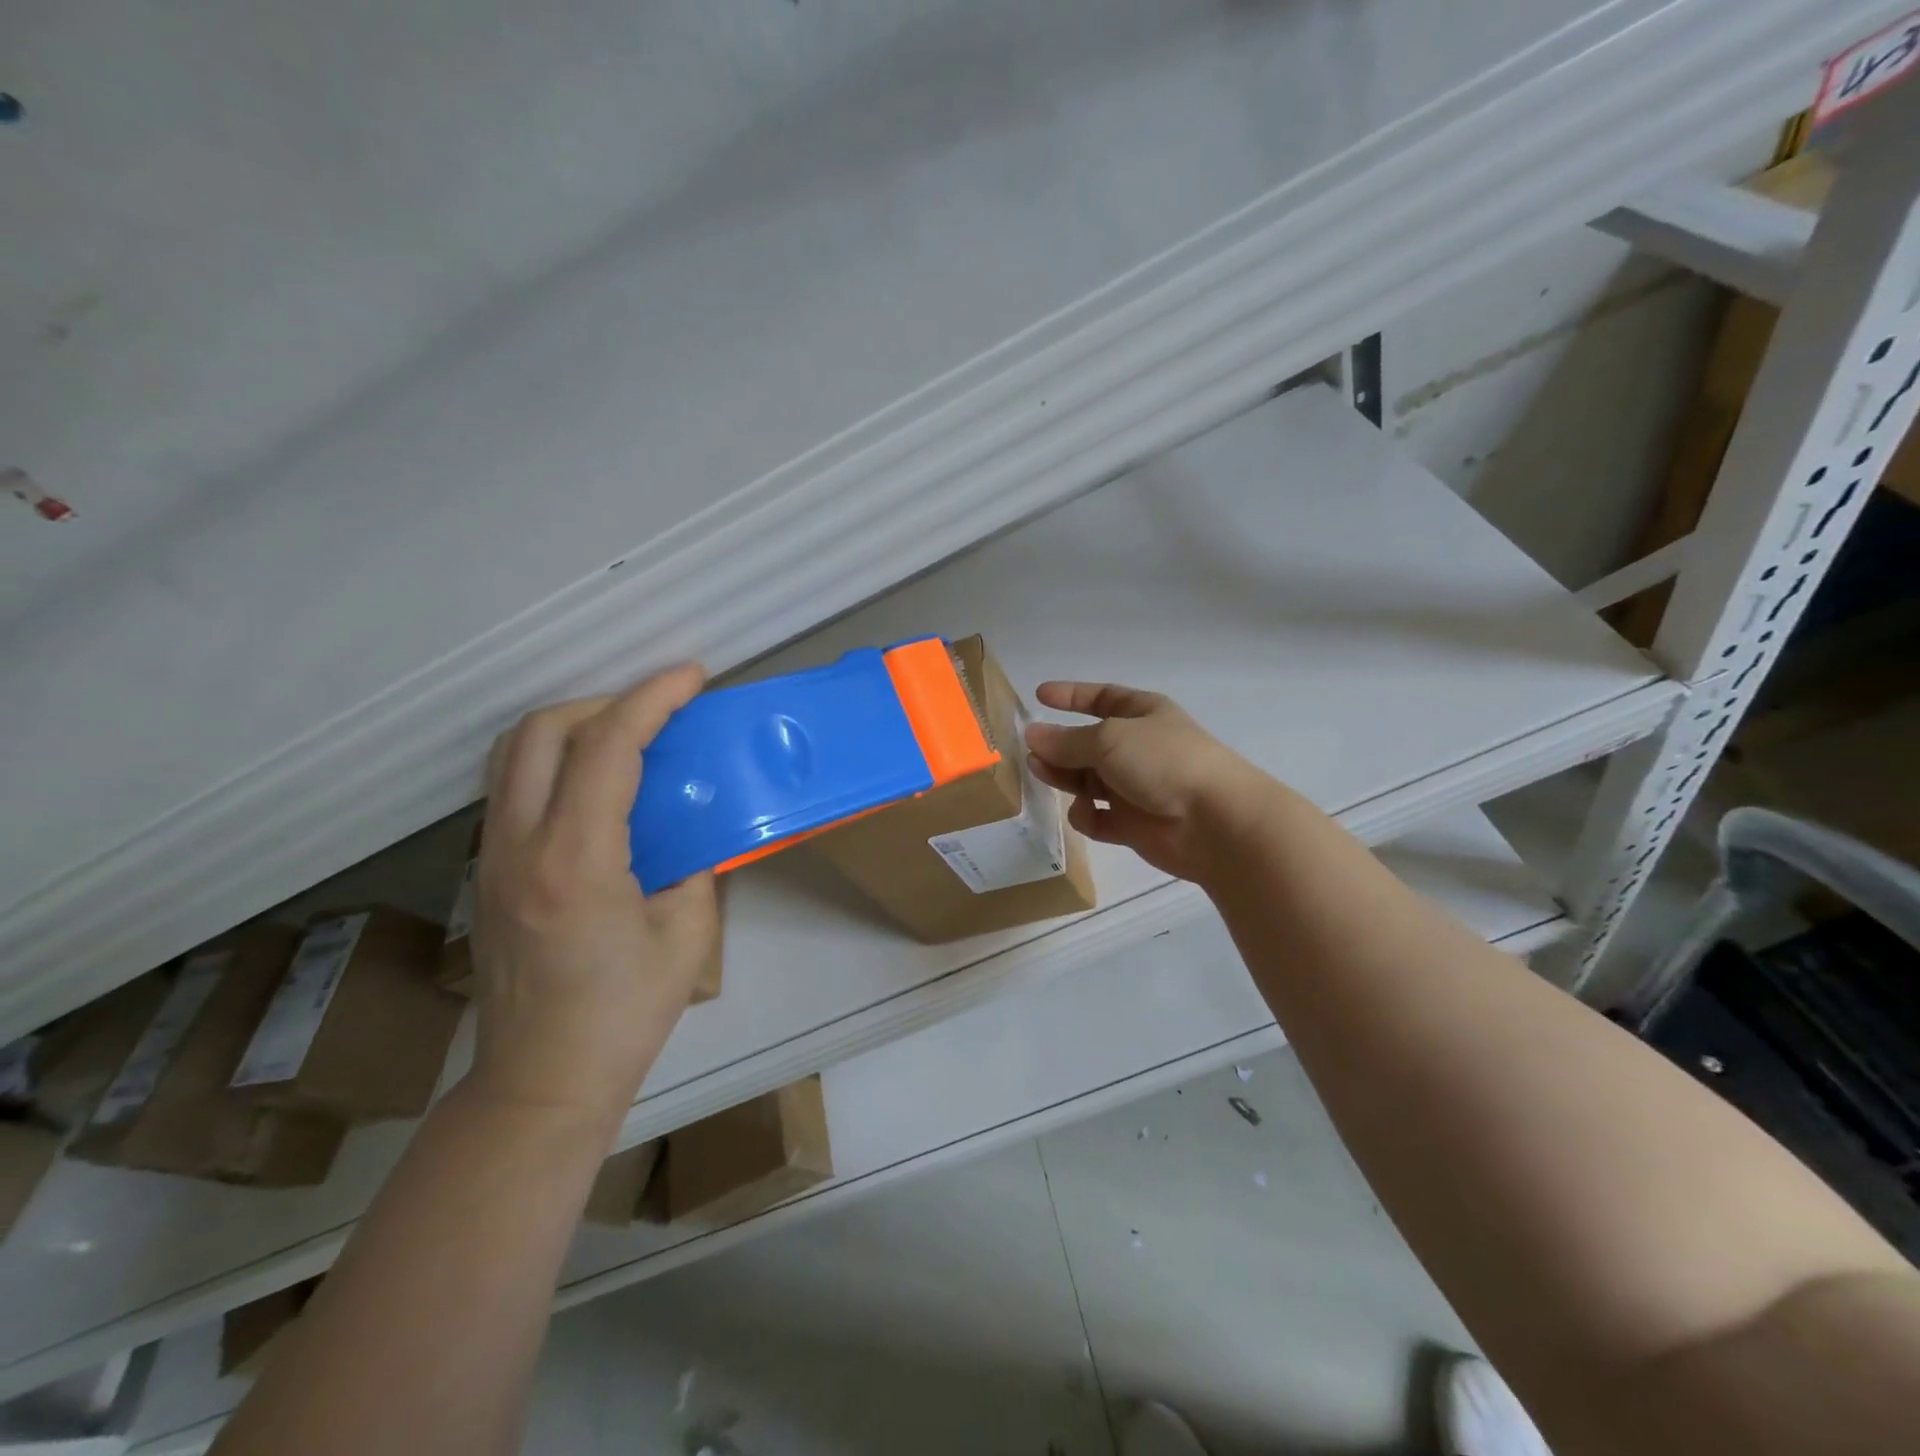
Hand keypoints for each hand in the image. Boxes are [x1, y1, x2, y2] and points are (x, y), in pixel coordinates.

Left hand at [468, 665, 719, 1127]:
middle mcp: (520, 844)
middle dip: (606, 700)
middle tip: (658, 710)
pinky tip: (595, 784)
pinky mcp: (488, 871)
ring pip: (514, 752)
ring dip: (573, 725)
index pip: (608, 747)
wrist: (540, 1080)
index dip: (652, 698)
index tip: (692, 676)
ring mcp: (493, 857)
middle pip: (543, 730)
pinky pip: (511, 785)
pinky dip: (553, 758)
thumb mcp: (688, 934)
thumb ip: (697, 863)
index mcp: (577, 859)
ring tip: (626, 735)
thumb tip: (695, 824)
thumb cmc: (624, 1014)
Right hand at [1023, 681, 1275, 885]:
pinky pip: (1098, 817)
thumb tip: (1032, 735)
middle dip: (1059, 746)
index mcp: (1143, 714)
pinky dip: (1087, 815)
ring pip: (1088, 780)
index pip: (1102, 698)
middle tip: (1030, 752)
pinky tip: (1086, 812)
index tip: (1039, 695)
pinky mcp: (1133, 824)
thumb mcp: (1108, 739)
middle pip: (1088, 743)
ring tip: (1041, 774)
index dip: (1072, 696)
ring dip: (1064, 777)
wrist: (1213, 821)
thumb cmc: (1163, 761)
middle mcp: (1138, 748)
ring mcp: (1136, 787)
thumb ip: (1066, 740)